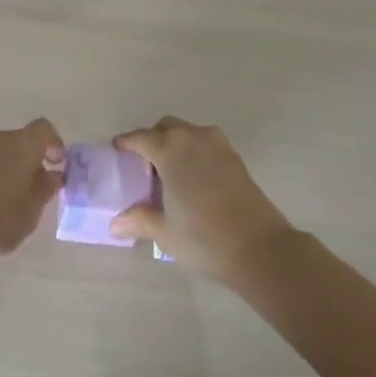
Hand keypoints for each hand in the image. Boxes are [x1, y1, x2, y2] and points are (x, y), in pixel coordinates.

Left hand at [0, 120, 64, 259]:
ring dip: (9, 169)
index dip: (54, 144)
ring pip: (0, 152)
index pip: (44, 129)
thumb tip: (53, 176)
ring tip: (10, 201)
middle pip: (21, 141)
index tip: (57, 165)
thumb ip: (44, 191)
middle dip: (31, 161)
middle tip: (34, 189)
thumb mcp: (30, 212)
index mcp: (22, 144)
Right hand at [110, 118, 295, 281]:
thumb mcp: (165, 232)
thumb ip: (138, 221)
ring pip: (189, 133)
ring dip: (175, 144)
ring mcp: (219, 146)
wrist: (260, 248)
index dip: (126, 143)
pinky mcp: (236, 159)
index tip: (117, 150)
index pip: (140, 138)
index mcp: (170, 150)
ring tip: (168, 173)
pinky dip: (194, 153)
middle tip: (143, 166)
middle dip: (151, 140)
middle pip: (166, 128)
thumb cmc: (204, 237)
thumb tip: (115, 224)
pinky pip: (206, 144)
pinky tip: (192, 180)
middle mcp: (193, 138)